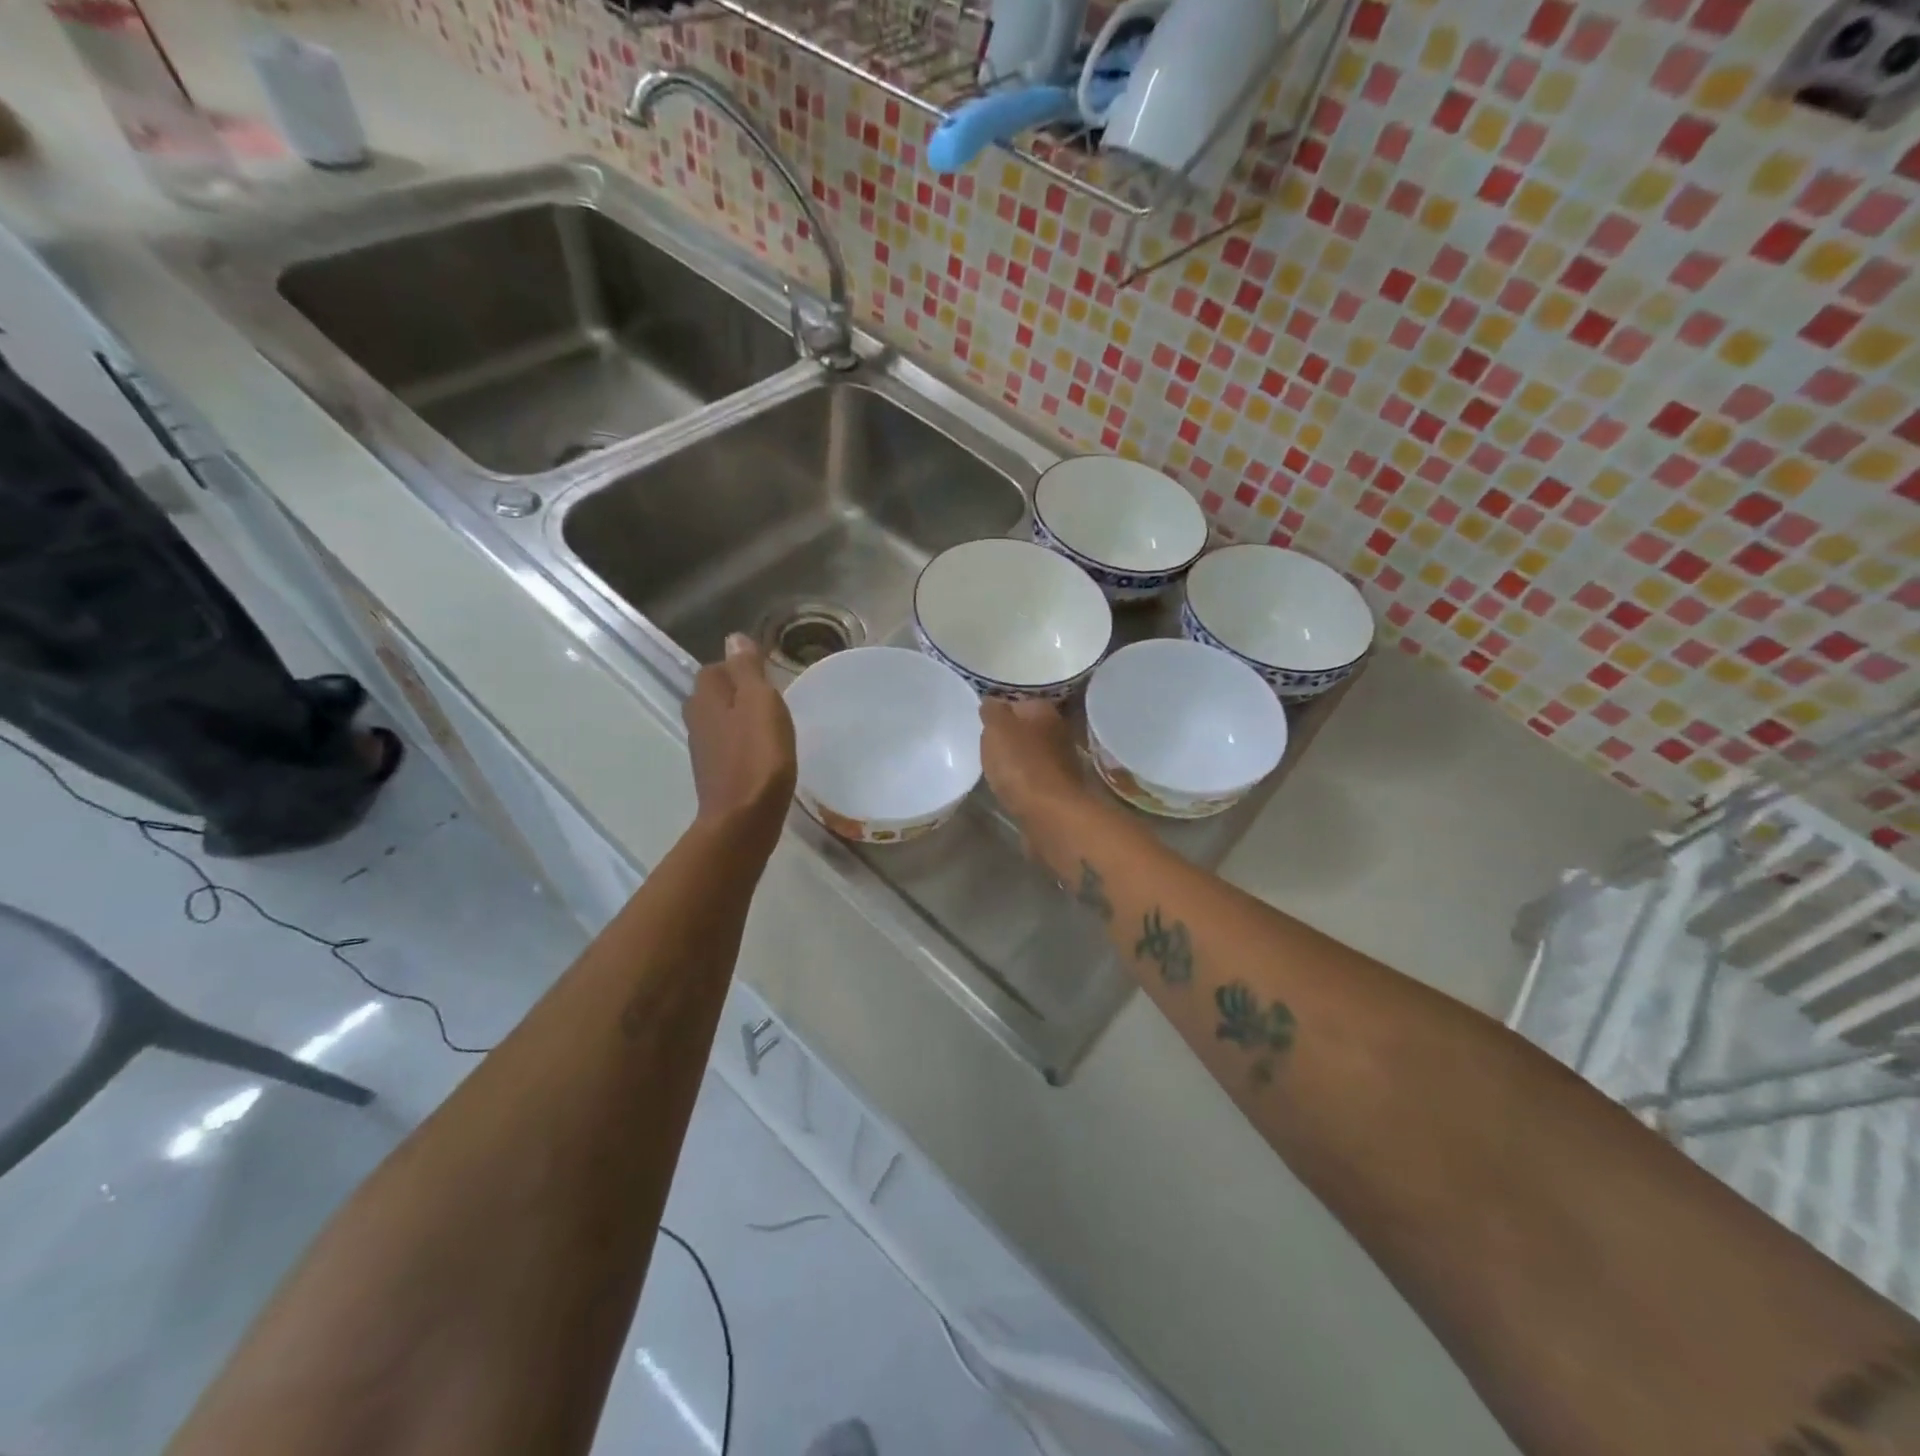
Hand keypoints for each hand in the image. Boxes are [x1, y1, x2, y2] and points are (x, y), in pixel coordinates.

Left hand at [683, 634, 796, 851]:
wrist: (744, 818)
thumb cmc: (758, 756)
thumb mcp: (760, 702)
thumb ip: (747, 669)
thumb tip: (733, 638)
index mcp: (705, 696)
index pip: (718, 667)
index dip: (742, 668)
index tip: (769, 676)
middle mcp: (697, 718)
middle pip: (718, 693)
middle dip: (741, 692)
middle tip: (774, 699)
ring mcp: (704, 748)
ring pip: (723, 720)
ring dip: (743, 719)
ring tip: (774, 725)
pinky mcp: (715, 773)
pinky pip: (730, 745)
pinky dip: (745, 743)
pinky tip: (765, 753)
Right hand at [979, 698, 1089, 825]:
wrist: (1051, 813)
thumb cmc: (1021, 764)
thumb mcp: (997, 729)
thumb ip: (992, 711)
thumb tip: (991, 701)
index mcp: (1044, 710)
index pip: (1018, 702)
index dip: (998, 711)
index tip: (982, 724)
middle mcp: (1058, 730)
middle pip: (1026, 728)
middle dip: (1008, 736)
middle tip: (986, 746)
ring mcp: (1062, 760)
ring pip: (1031, 753)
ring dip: (1016, 759)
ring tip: (994, 769)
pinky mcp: (1059, 787)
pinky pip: (1034, 776)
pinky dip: (1022, 780)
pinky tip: (1010, 788)